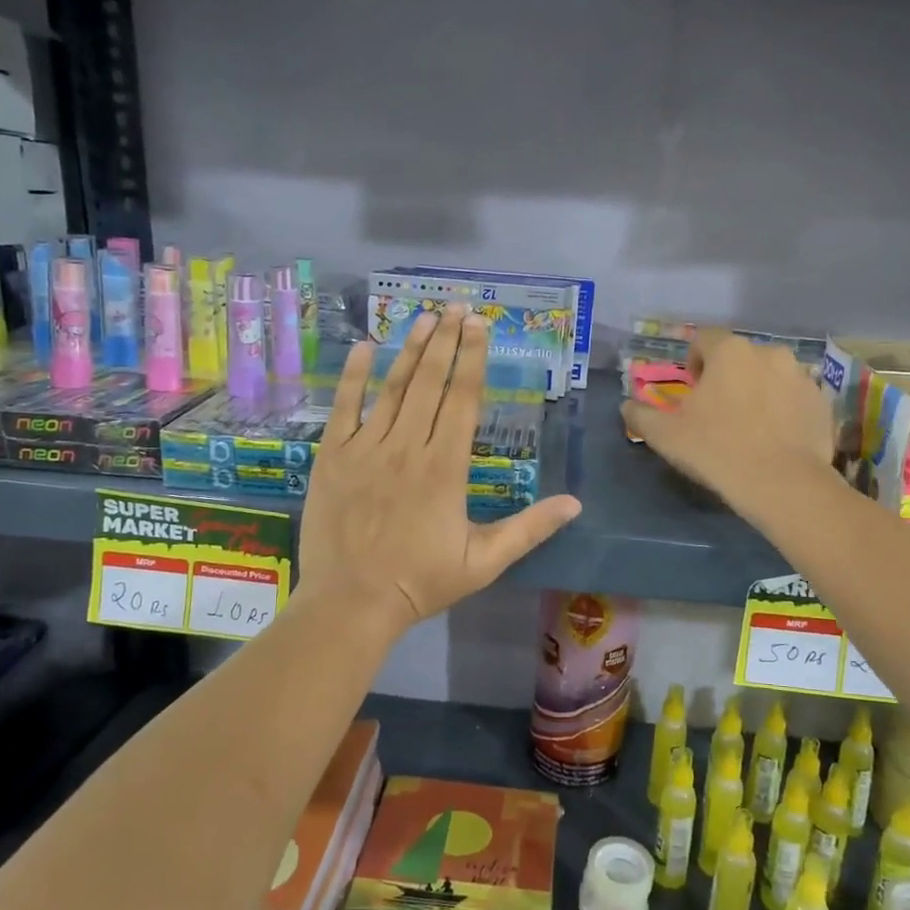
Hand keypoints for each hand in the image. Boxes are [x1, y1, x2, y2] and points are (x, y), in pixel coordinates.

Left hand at [298, 306, 581, 634]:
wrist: (352, 603)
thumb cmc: (422, 582)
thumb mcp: (485, 561)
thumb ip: (530, 528)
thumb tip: (575, 504)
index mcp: (446, 466)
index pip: (463, 398)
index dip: (473, 357)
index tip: (479, 325)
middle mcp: (408, 446)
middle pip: (431, 382)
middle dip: (446, 340)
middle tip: (457, 306)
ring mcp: (367, 448)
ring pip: (392, 388)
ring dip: (410, 349)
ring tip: (424, 317)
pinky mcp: (333, 456)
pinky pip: (344, 407)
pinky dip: (353, 376)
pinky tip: (363, 348)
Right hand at [622, 330, 837, 518]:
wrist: (782, 485)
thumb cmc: (716, 450)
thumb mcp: (665, 436)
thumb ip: (640, 415)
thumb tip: (627, 406)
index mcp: (729, 352)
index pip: (705, 339)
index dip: (694, 361)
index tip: (691, 391)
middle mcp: (769, 353)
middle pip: (740, 357)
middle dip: (727, 378)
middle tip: (717, 413)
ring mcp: (801, 376)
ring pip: (770, 376)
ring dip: (757, 391)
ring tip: (749, 427)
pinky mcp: (822, 403)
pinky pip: (795, 398)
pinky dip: (784, 410)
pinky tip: (775, 440)